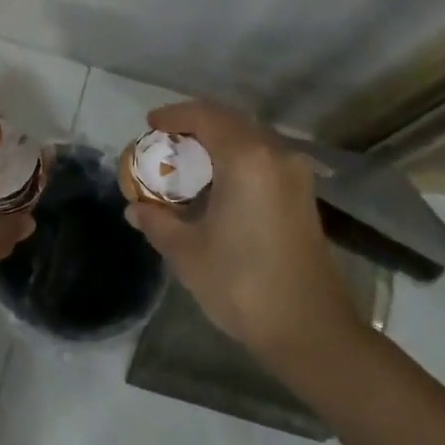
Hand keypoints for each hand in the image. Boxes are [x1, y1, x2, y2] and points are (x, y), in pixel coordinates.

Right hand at [124, 100, 359, 356]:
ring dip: (217, 142)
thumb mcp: (187, 253)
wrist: (310, 329)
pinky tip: (217, 185)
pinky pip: (263, 160)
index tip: (150, 124)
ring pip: (249, 139)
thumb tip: (135, 209)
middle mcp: (275, 155)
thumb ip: (157, 221)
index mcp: (246, 159)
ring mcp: (294, 175)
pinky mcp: (303, 196)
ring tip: (187, 163)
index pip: (204, 116)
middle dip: (194, 126)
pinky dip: (236, 159)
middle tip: (165, 142)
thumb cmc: (242, 284)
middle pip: (229, 122)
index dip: (174, 115)